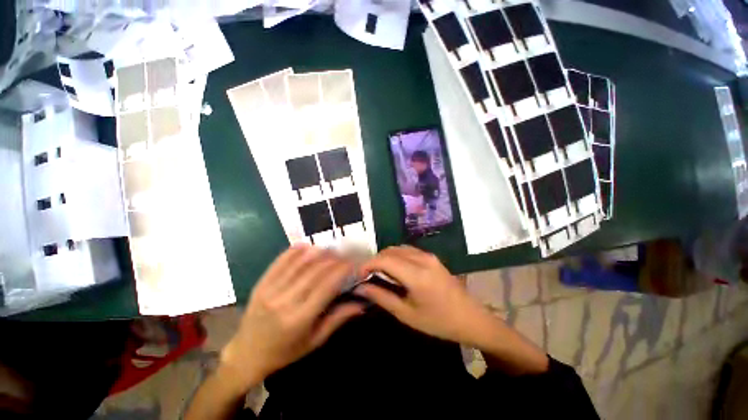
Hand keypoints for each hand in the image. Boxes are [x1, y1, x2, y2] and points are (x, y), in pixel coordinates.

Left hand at [220, 246, 363, 390]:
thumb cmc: (284, 352)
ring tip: (331, 248)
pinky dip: (295, 251)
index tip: (353, 262)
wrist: (246, 355)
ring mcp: (270, 290)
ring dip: (317, 252)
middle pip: (315, 271)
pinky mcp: (261, 284)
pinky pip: (280, 262)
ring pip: (299, 263)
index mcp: (299, 319)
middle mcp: (284, 301)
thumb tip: (361, 303)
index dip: (342, 270)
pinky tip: (307, 245)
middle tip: (345, 253)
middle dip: (333, 258)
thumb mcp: (314, 341)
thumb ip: (338, 319)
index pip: (327, 286)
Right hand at [355, 246, 494, 347]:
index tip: (359, 275)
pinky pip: (408, 251)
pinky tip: (395, 270)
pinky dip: (396, 256)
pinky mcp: (431, 257)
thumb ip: (382, 298)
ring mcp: (428, 256)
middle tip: (368, 276)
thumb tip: (361, 288)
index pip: (384, 260)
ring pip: (398, 249)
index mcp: (416, 275)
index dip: (368, 264)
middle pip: (390, 251)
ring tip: (379, 273)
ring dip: (386, 257)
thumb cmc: (438, 322)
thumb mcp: (407, 314)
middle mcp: (422, 259)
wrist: (470, 318)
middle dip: (375, 260)